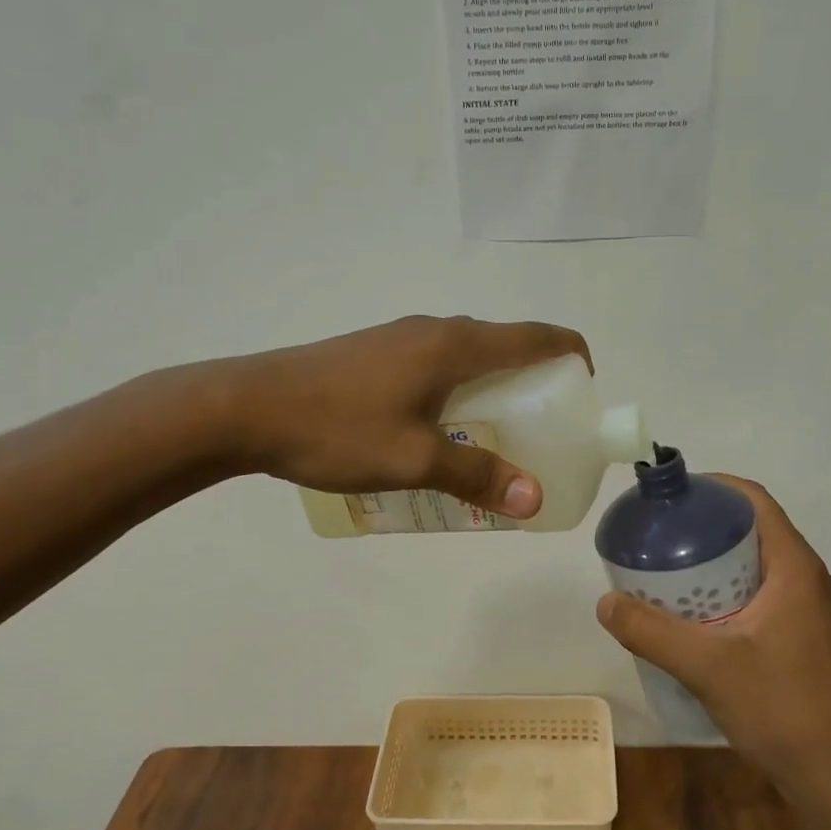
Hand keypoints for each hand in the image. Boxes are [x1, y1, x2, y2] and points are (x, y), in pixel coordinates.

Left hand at [218, 315, 589, 519]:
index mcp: (454, 345)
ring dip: (494, 390)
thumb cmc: (336, 428)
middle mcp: (434, 331)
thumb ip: (477, 474)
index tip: (585, 391)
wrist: (244, 407)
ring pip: (468, 358)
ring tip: (496, 439)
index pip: (536, 336)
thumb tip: (534, 498)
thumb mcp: (414, 459)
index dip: (571, 355)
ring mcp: (401, 339)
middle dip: (535, 383)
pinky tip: (440, 433)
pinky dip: (459, 392)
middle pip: (505, 345)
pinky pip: (437, 366)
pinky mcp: (376, 354)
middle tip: (543, 432)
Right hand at [595, 476, 830, 792]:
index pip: (755, 501)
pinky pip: (763, 594)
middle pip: (753, 530)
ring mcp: (811, 611)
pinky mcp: (807, 637)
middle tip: (660, 536)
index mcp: (794, 568)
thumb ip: (652, 632)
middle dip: (706, 526)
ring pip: (757, 565)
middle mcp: (808, 579)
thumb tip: (605, 603)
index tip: (671, 496)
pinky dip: (729, 591)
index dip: (713, 487)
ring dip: (716, 561)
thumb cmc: (781, 708)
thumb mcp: (707, 666)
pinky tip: (697, 618)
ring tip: (670, 573)